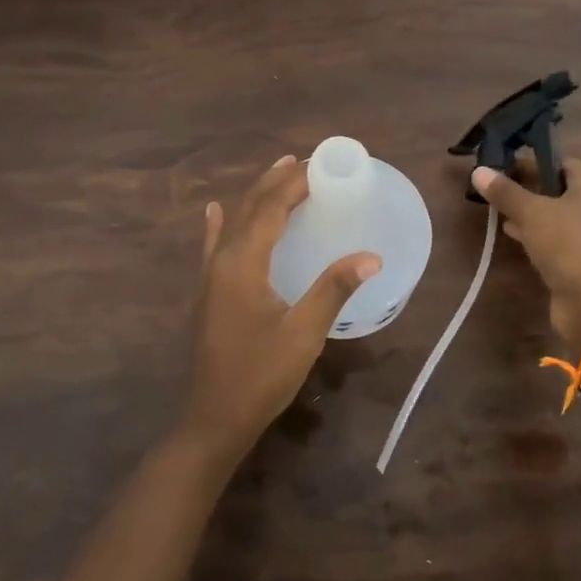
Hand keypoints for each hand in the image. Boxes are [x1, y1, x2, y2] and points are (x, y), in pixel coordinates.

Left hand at [183, 156, 380, 460]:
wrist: (213, 418)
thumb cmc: (261, 375)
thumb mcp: (304, 333)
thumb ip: (334, 289)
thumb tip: (372, 257)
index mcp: (243, 263)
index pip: (271, 207)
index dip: (295, 182)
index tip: (320, 163)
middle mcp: (222, 260)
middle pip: (250, 207)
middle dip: (277, 181)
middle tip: (306, 161)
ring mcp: (211, 276)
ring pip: (234, 222)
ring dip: (257, 196)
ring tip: (278, 172)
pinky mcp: (209, 293)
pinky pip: (215, 245)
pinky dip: (221, 223)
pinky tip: (214, 211)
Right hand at [472, 157, 580, 348]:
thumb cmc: (569, 245)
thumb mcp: (532, 213)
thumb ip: (505, 192)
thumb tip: (478, 170)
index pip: (555, 161)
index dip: (525, 161)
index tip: (494, 165)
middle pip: (553, 186)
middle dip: (522, 187)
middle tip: (489, 187)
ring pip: (551, 213)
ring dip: (526, 211)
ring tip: (493, 208)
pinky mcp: (580, 256)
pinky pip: (553, 236)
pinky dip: (533, 233)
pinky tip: (509, 233)